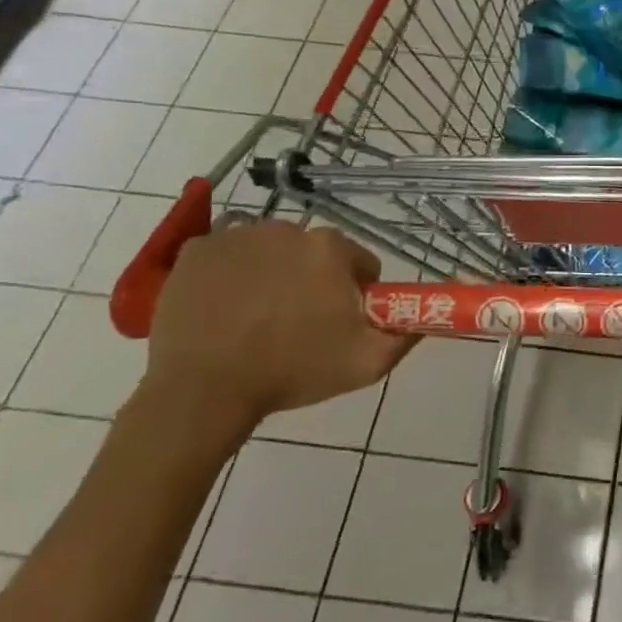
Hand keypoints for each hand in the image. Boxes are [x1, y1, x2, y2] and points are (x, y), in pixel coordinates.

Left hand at [143, 220, 415, 439]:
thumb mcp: (367, 363)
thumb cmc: (291, 372)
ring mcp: (237, 236)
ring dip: (272, 274)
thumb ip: (406, 334)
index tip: (338, 323)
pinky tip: (224, 307)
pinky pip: (227, 255)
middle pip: (313, 254)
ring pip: (270, 251)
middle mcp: (287, 229)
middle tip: (297, 324)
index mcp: (331, 249)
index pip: (359, 263)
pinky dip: (230, 274)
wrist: (202, 391)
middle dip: (312, 281)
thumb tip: (424, 316)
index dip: (355, 294)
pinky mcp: (197, 250)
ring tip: (257, 318)